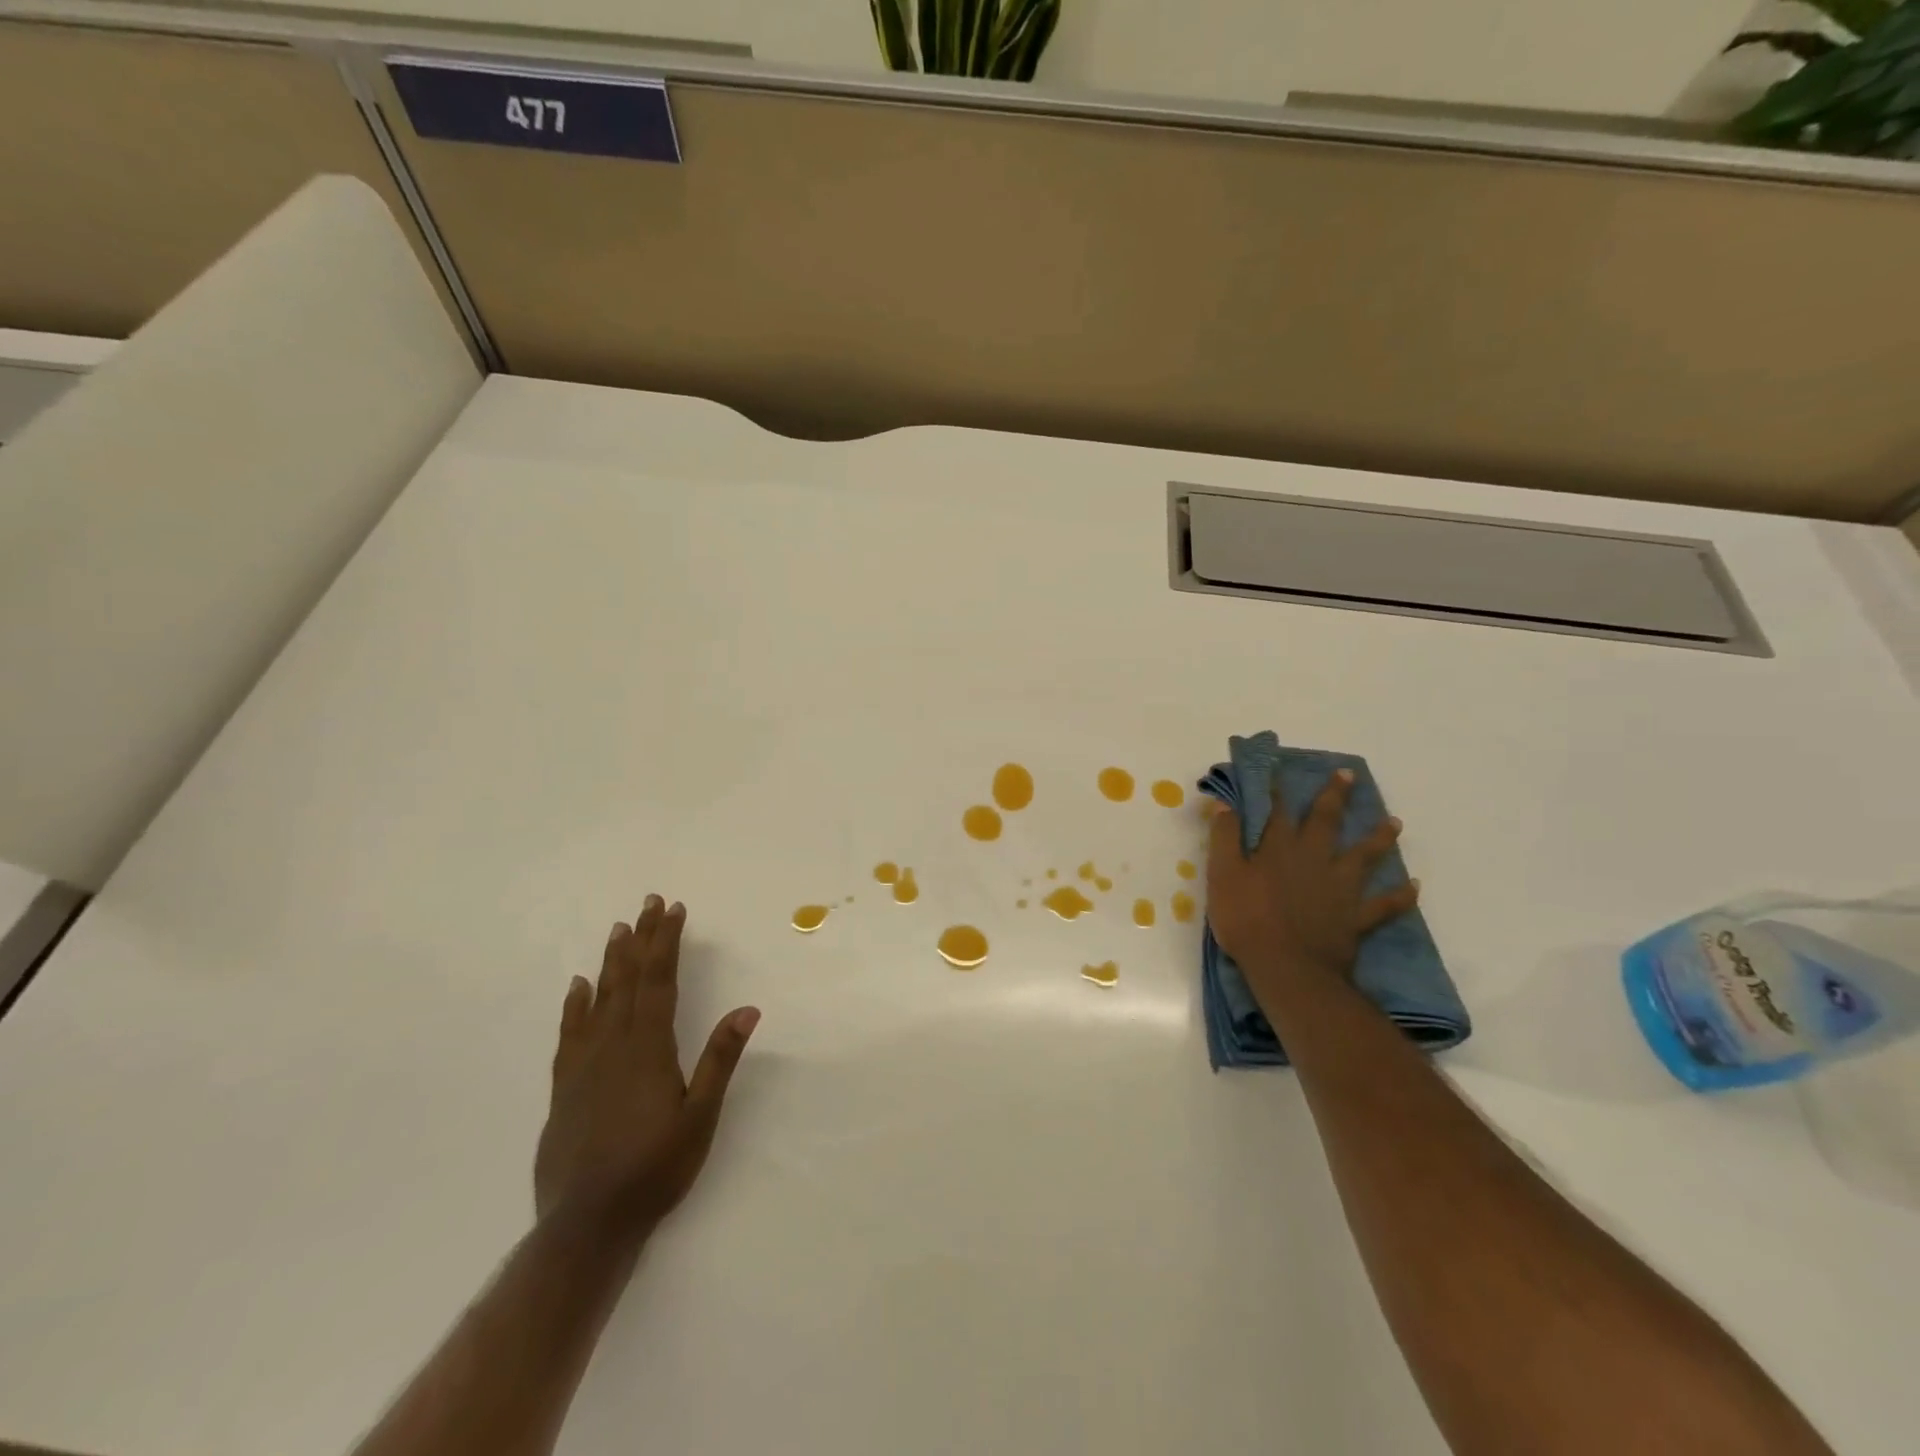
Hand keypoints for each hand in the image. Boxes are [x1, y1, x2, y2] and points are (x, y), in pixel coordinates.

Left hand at [533, 895, 759, 1237]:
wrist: (588, 1225)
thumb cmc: (655, 1169)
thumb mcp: (701, 1117)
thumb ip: (720, 1059)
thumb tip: (747, 1009)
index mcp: (649, 1048)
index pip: (659, 981)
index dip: (667, 943)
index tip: (674, 910)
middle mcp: (614, 1046)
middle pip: (628, 980)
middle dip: (641, 939)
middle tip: (648, 903)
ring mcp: (584, 1065)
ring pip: (599, 999)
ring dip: (611, 961)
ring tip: (618, 930)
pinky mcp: (565, 1087)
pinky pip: (570, 1032)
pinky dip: (575, 1005)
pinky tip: (578, 987)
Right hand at [1205, 769, 1420, 993]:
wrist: (1287, 968)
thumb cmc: (1246, 919)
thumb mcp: (1222, 875)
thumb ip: (1225, 838)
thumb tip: (1225, 804)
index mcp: (1279, 848)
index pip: (1279, 812)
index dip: (1279, 791)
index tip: (1280, 771)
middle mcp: (1314, 859)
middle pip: (1327, 822)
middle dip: (1335, 797)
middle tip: (1349, 775)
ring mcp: (1340, 887)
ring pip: (1364, 856)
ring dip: (1379, 838)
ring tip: (1395, 822)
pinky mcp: (1356, 917)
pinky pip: (1384, 904)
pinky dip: (1400, 896)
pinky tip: (1414, 886)